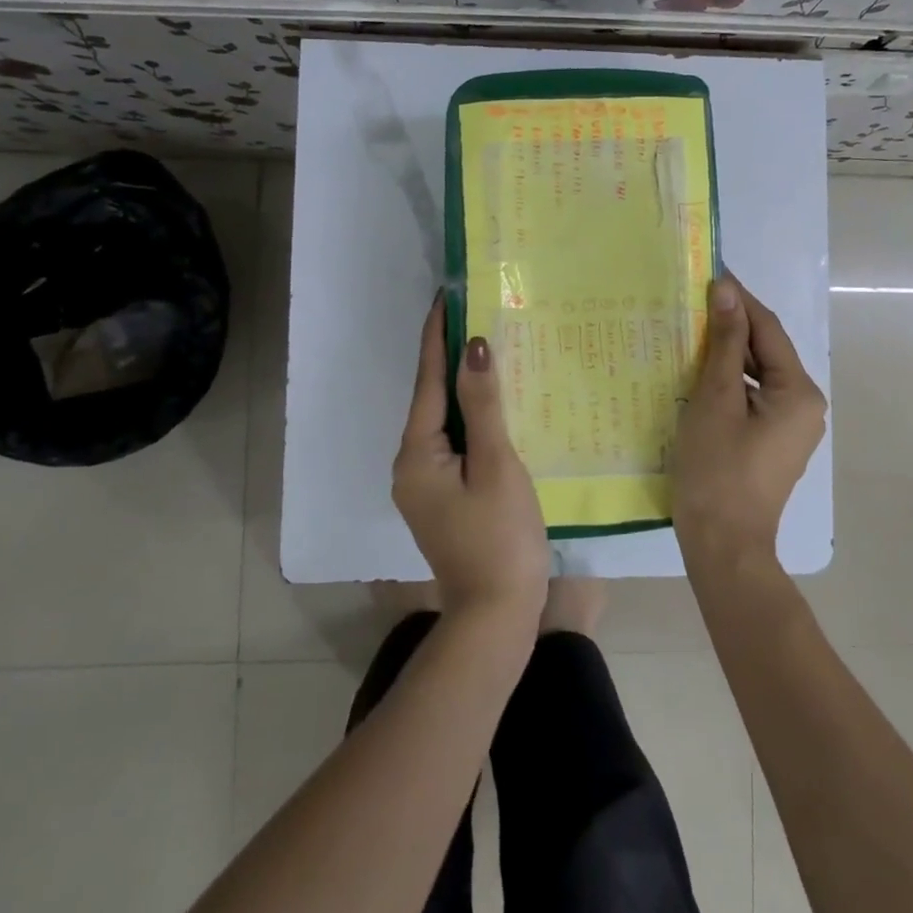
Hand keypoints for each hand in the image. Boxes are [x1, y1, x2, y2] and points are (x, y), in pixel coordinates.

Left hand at [391, 296, 549, 629]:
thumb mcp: (496, 465)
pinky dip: (475, 418)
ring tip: (491, 348)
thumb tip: (473, 346)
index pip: (427, 380)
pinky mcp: (446, 497)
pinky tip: (498, 404)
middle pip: (434, 399)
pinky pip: (458, 443)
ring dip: (466, 387)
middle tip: (478, 314)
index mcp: (417, 454)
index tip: (445, 295)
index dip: (437, 336)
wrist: (496, 616)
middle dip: (453, 357)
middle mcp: (412, 465)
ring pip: (447, 421)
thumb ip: (483, 404)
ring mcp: (427, 484)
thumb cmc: (500, 538)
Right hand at [672, 275, 826, 565]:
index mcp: (799, 392)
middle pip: (766, 351)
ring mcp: (790, 427)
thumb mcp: (717, 399)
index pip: (768, 329)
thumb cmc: (717, 470)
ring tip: (691, 330)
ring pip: (758, 375)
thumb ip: (726, 343)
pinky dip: (729, 382)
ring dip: (728, 354)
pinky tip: (699, 373)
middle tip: (692, 301)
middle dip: (732, 325)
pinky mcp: (772, 442)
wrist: (723, 546)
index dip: (739, 299)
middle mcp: (805, 405)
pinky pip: (753, 398)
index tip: (710, 272)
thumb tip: (727, 290)